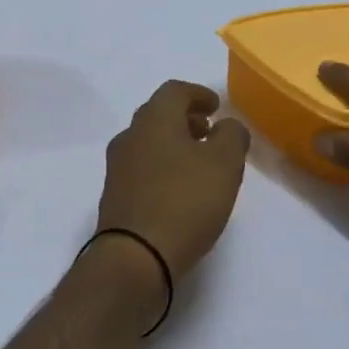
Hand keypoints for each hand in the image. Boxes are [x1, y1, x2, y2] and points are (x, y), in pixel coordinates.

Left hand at [94, 80, 250, 285]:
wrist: (135, 258)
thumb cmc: (184, 202)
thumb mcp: (224, 163)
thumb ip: (232, 136)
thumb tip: (227, 127)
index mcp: (154, 120)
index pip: (175, 91)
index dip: (199, 94)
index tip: (216, 107)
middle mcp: (130, 137)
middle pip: (158, 116)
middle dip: (185, 119)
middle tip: (210, 132)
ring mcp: (117, 169)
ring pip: (149, 144)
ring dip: (174, 145)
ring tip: (199, 164)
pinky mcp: (115, 197)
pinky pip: (142, 170)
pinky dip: (163, 168)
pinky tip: (180, 190)